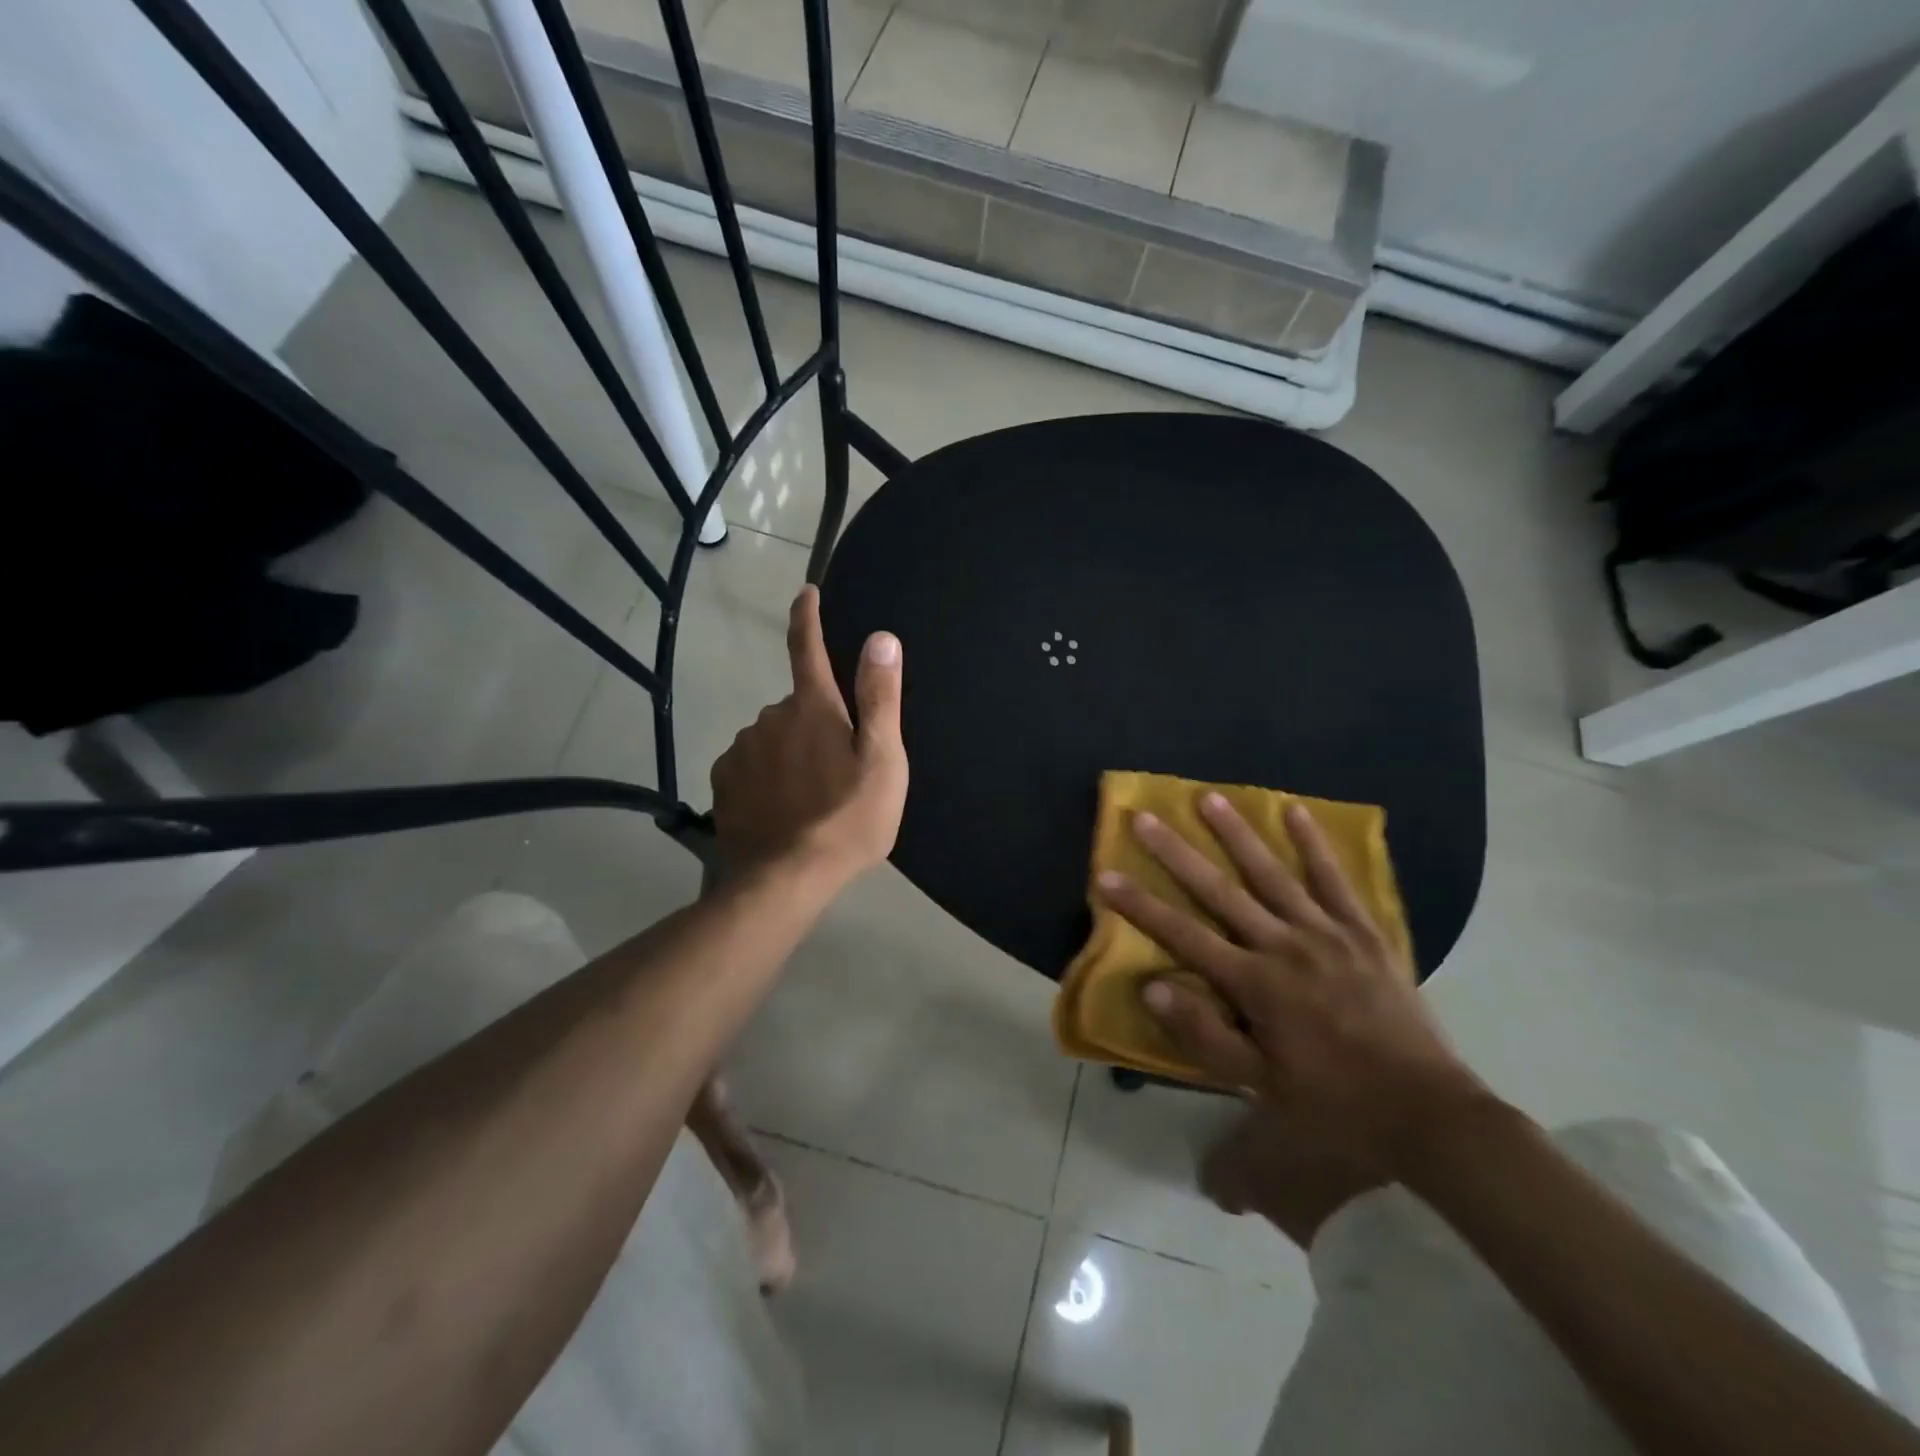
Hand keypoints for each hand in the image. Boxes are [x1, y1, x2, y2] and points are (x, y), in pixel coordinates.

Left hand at [710, 586, 907, 888]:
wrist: (786, 878)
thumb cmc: (847, 819)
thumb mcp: (881, 761)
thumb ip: (879, 697)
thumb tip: (881, 638)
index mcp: (812, 708)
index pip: (808, 648)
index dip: (807, 617)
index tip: (805, 591)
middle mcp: (770, 717)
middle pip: (797, 704)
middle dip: (815, 721)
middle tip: (839, 767)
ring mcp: (742, 750)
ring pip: (773, 736)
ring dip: (790, 750)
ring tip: (811, 795)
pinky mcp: (724, 781)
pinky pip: (750, 762)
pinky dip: (766, 773)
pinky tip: (781, 806)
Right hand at [1098, 795, 1486, 1175]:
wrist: (1426, 1109)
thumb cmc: (1333, 1098)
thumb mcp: (1261, 1082)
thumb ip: (1205, 1034)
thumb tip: (1152, 989)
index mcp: (1255, 984)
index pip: (1184, 935)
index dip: (1141, 906)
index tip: (1106, 876)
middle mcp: (1283, 945)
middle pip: (1220, 891)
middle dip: (1177, 853)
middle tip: (1146, 817)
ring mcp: (1325, 932)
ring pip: (1272, 873)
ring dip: (1237, 834)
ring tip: (1209, 797)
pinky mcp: (1362, 931)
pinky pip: (1335, 880)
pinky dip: (1314, 844)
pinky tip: (1294, 811)